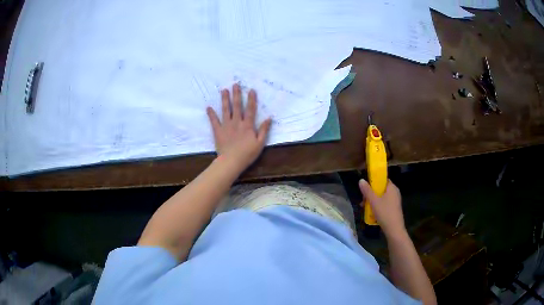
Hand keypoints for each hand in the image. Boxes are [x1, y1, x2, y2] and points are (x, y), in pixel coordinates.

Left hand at [206, 84, 271, 171]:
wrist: (231, 161)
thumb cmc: (247, 154)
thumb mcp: (260, 143)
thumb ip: (264, 130)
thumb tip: (269, 118)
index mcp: (247, 125)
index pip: (250, 109)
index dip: (251, 99)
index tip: (251, 90)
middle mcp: (236, 122)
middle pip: (236, 106)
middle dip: (236, 94)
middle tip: (235, 84)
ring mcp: (226, 126)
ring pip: (225, 110)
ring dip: (225, 99)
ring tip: (224, 90)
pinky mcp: (218, 131)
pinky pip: (214, 121)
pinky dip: (211, 114)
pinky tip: (208, 107)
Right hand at [359, 179, 406, 237]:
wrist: (394, 229)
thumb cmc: (384, 213)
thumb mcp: (373, 201)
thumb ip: (367, 190)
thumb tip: (361, 180)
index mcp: (392, 188)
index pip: (383, 179)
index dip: (374, 181)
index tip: (366, 187)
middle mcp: (395, 192)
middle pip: (381, 189)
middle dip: (371, 193)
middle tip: (363, 199)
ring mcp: (395, 201)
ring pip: (382, 197)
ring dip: (373, 201)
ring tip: (364, 207)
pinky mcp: (394, 209)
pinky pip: (384, 204)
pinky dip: (377, 206)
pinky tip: (371, 213)